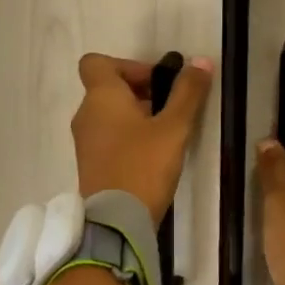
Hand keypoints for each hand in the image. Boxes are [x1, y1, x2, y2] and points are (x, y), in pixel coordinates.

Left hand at [71, 53, 213, 221]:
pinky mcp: (90, 163)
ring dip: (135, 114)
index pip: (96, 62)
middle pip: (107, 87)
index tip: (155, 81)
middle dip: (140, 91)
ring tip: (167, 132)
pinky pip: (107, 136)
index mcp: (100, 97)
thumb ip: (187, 93)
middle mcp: (86, 114)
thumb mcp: (173, 128)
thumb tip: (200, 61)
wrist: (116, 222)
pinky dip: (127, 135)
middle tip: (171, 107)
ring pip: (108, 113)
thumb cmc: (143, 166)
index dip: (127, 65)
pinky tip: (152, 154)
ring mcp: (84, 140)